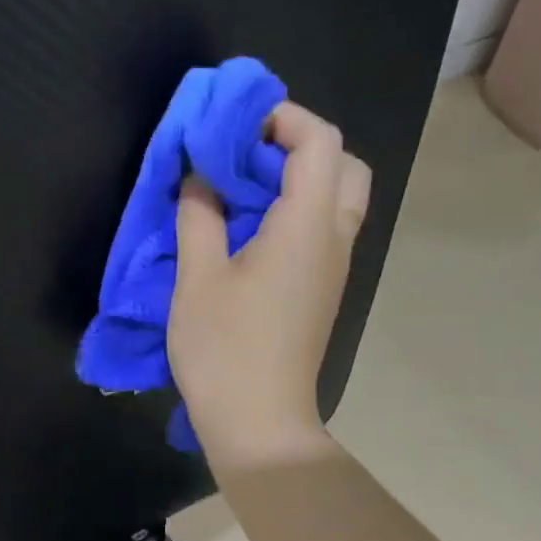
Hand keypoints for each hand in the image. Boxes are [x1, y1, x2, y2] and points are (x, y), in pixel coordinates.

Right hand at [169, 101, 370, 471]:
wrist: (259, 422)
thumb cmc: (225, 350)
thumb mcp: (197, 279)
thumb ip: (200, 216)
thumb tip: (200, 178)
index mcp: (308, 226)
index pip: (320, 142)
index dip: (282, 118)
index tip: (234, 127)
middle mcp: (334, 239)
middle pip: (343, 165)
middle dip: (298, 145)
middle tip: (246, 157)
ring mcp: (334, 268)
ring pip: (337, 199)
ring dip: (298, 179)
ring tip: (242, 191)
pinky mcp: (322, 291)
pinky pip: (324, 229)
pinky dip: (296, 211)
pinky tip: (250, 231)